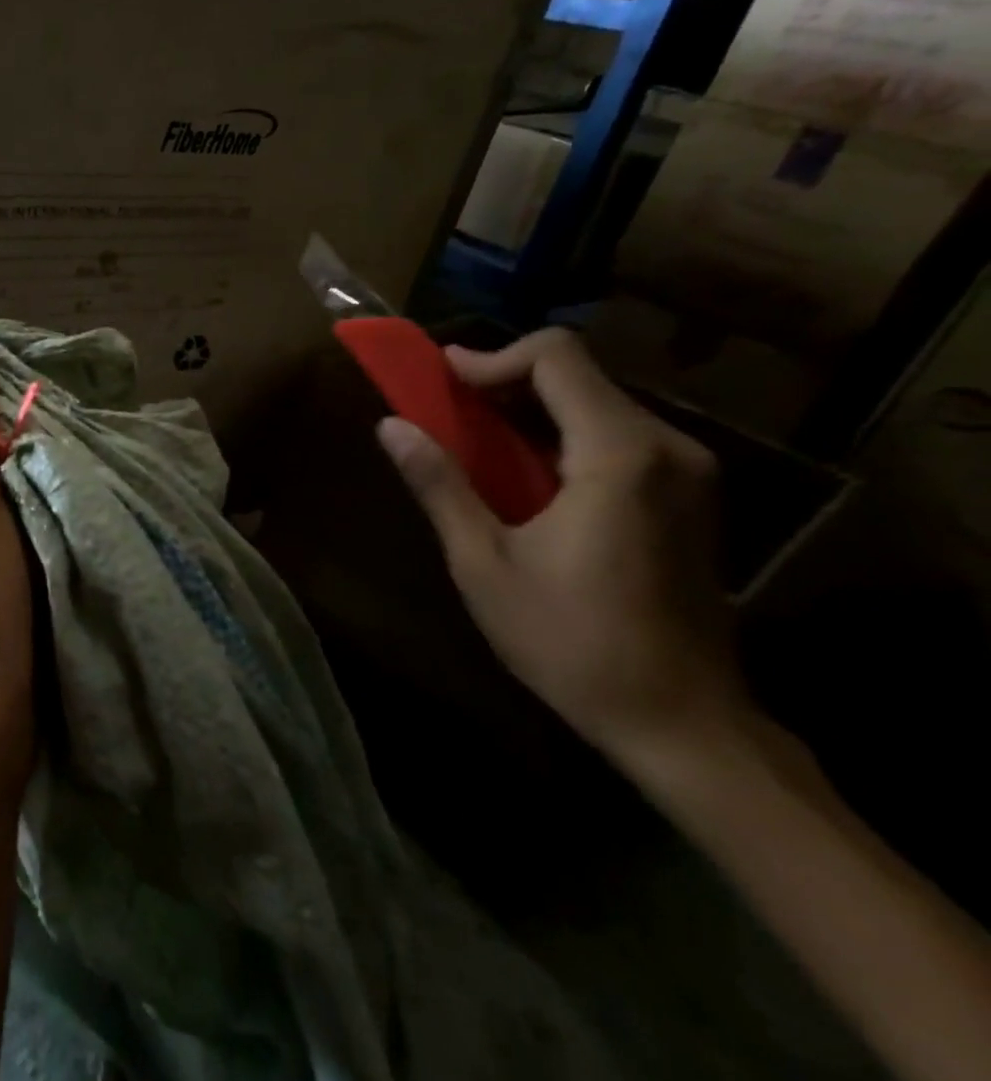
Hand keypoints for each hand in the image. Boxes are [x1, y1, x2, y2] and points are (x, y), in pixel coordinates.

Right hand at [376, 328, 746, 766]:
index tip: (442, 380)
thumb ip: (440, 484)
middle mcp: (667, 448)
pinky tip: (527, 475)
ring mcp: (688, 473)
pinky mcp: (691, 497)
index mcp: (619, 455)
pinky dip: (562, 435)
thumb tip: (390, 425)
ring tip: (476, 441)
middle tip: (447, 410)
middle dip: (506, 381)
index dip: (492, 357)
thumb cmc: (573, 642)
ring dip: (532, 409)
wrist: (683, 723)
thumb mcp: (484, 563)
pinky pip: (619, 436)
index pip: (557, 357)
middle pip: (579, 375)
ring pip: (599, 403)